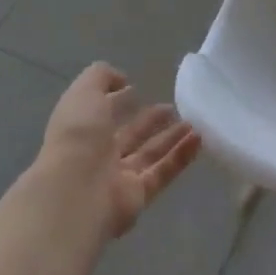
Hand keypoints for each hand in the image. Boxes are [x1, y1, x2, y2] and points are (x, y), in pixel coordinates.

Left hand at [35, 63, 201, 240]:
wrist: (76, 192)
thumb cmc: (78, 137)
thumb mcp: (84, 92)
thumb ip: (101, 77)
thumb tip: (122, 80)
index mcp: (81, 130)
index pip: (101, 113)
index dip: (117, 100)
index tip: (138, 88)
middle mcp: (97, 155)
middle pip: (128, 136)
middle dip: (149, 121)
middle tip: (173, 107)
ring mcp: (117, 178)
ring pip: (149, 154)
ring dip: (171, 138)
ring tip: (194, 122)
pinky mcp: (137, 196)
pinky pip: (163, 172)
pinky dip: (181, 156)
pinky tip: (199, 139)